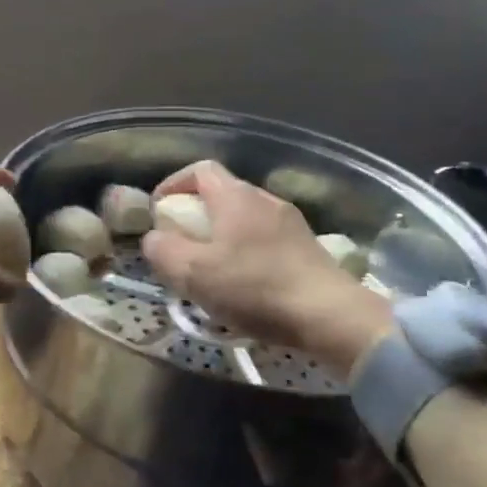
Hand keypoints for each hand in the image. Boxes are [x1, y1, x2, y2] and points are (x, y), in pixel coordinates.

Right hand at [142, 160, 394, 373]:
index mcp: (235, 196)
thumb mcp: (193, 273)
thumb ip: (163, 250)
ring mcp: (290, 223)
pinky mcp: (306, 249)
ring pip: (243, 219)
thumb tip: (155, 239)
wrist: (331, 317)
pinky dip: (245, 252)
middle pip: (221, 193)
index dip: (173, 185)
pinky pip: (264, 239)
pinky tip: (242, 285)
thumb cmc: (255, 288)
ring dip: (220, 236)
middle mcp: (264, 200)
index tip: (159, 213)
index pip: (199, 169)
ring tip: (209, 269)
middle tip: (180, 245)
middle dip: (195, 215)